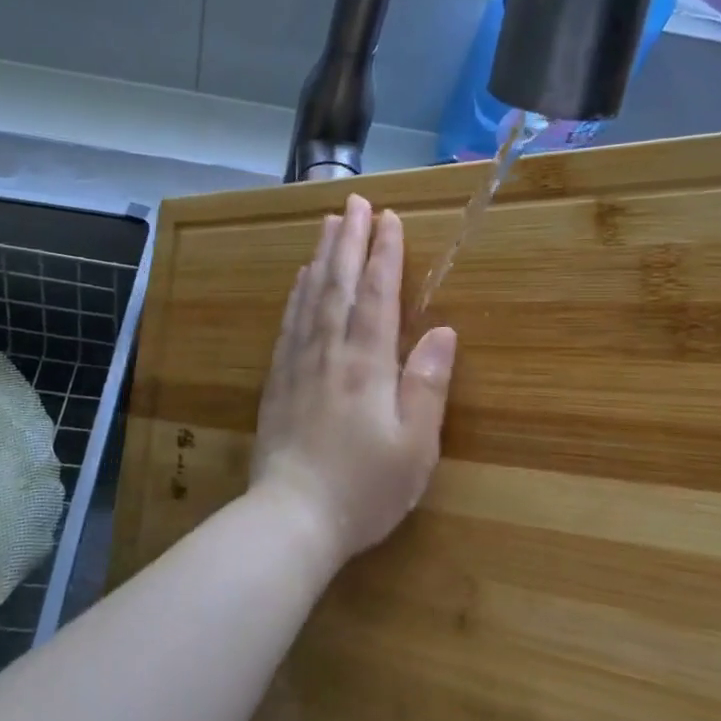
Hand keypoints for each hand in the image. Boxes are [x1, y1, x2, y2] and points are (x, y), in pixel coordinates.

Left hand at [249, 194, 457, 571]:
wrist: (291, 519)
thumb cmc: (364, 487)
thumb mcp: (415, 446)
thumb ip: (428, 384)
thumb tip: (443, 331)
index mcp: (368, 363)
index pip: (378, 295)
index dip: (385, 254)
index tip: (390, 219)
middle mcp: (330, 351)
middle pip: (340, 283)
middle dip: (350, 240)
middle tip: (356, 202)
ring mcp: (298, 363)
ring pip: (310, 296)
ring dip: (322, 256)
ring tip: (328, 223)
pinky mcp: (278, 380)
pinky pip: (288, 322)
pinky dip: (297, 293)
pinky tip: (299, 279)